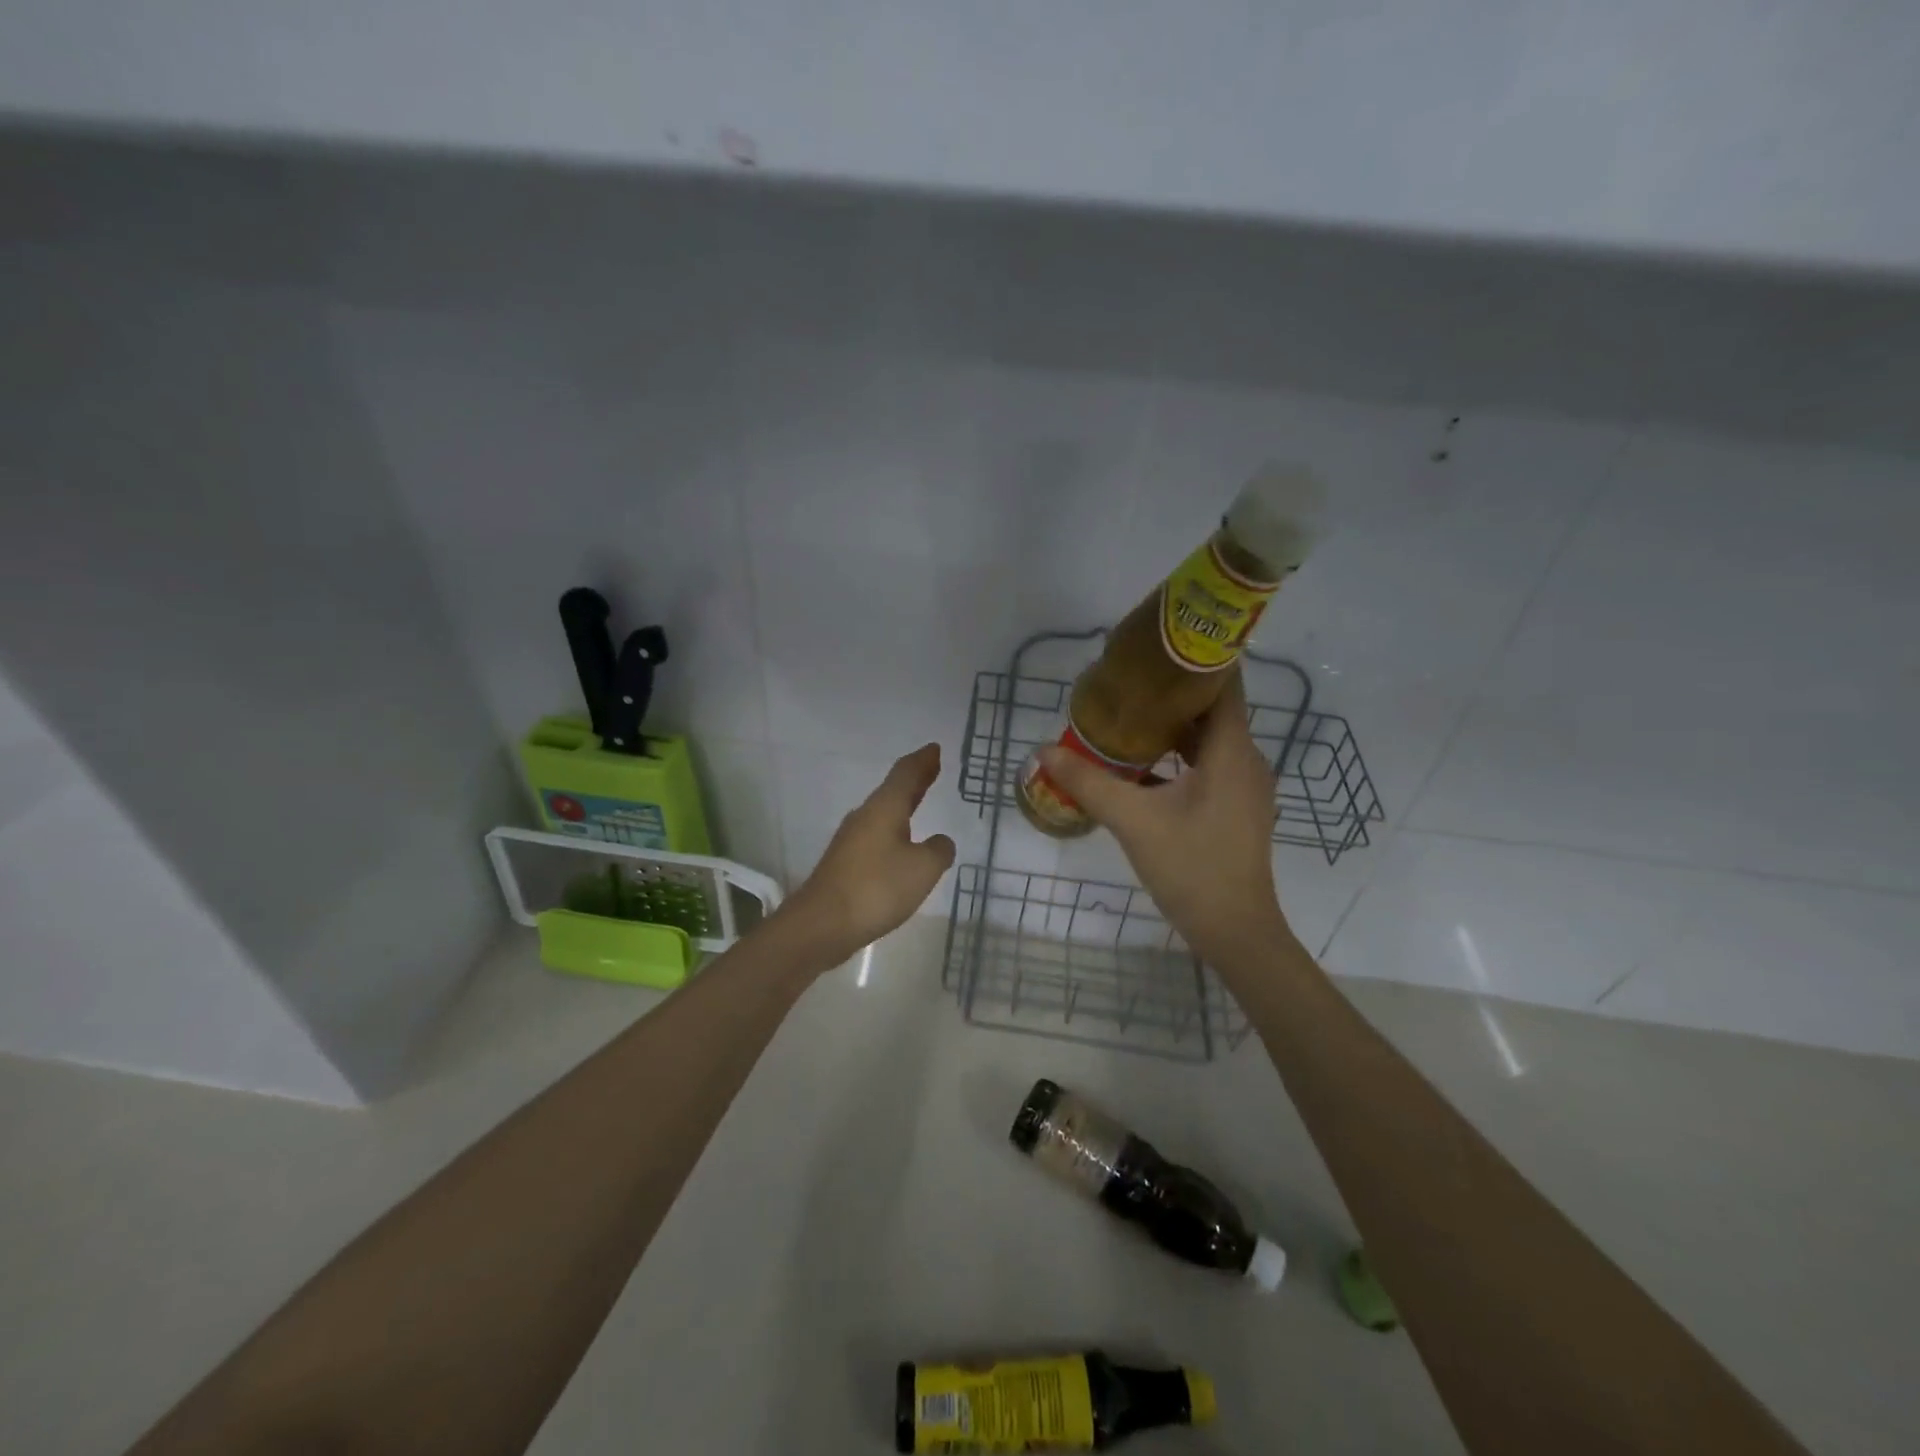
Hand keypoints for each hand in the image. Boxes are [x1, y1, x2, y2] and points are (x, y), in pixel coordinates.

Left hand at [780, 743, 956, 965]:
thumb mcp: (923, 868)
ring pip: (883, 813)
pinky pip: (877, 835)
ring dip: (903, 804)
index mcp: (884, 808)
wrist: (821, 924)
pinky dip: (894, 829)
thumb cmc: (877, 888)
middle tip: (932, 768)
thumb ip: (939, 850)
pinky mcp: (846, 864)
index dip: (923, 761)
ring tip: (920, 801)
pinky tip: (901, 844)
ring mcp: (852, 840)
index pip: (906, 774)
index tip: (935, 749)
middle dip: (915, 779)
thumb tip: (939, 842)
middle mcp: (865, 817)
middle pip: (893, 790)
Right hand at [1037, 672, 1289, 968]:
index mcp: (1231, 751)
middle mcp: (1247, 760)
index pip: (1222, 685)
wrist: (1235, 931)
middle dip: (1172, 695)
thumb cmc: (1191, 868)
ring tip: (1129, 717)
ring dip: (1175, 728)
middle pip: (1212, 711)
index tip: (1154, 650)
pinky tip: (1145, 766)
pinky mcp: (1238, 808)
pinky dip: (1181, 756)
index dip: (1194, 662)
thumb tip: (1044, 750)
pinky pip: (1210, 765)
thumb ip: (1088, 781)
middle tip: (1127, 684)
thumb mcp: (1133, 821)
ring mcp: (1246, 787)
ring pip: (1210, 741)